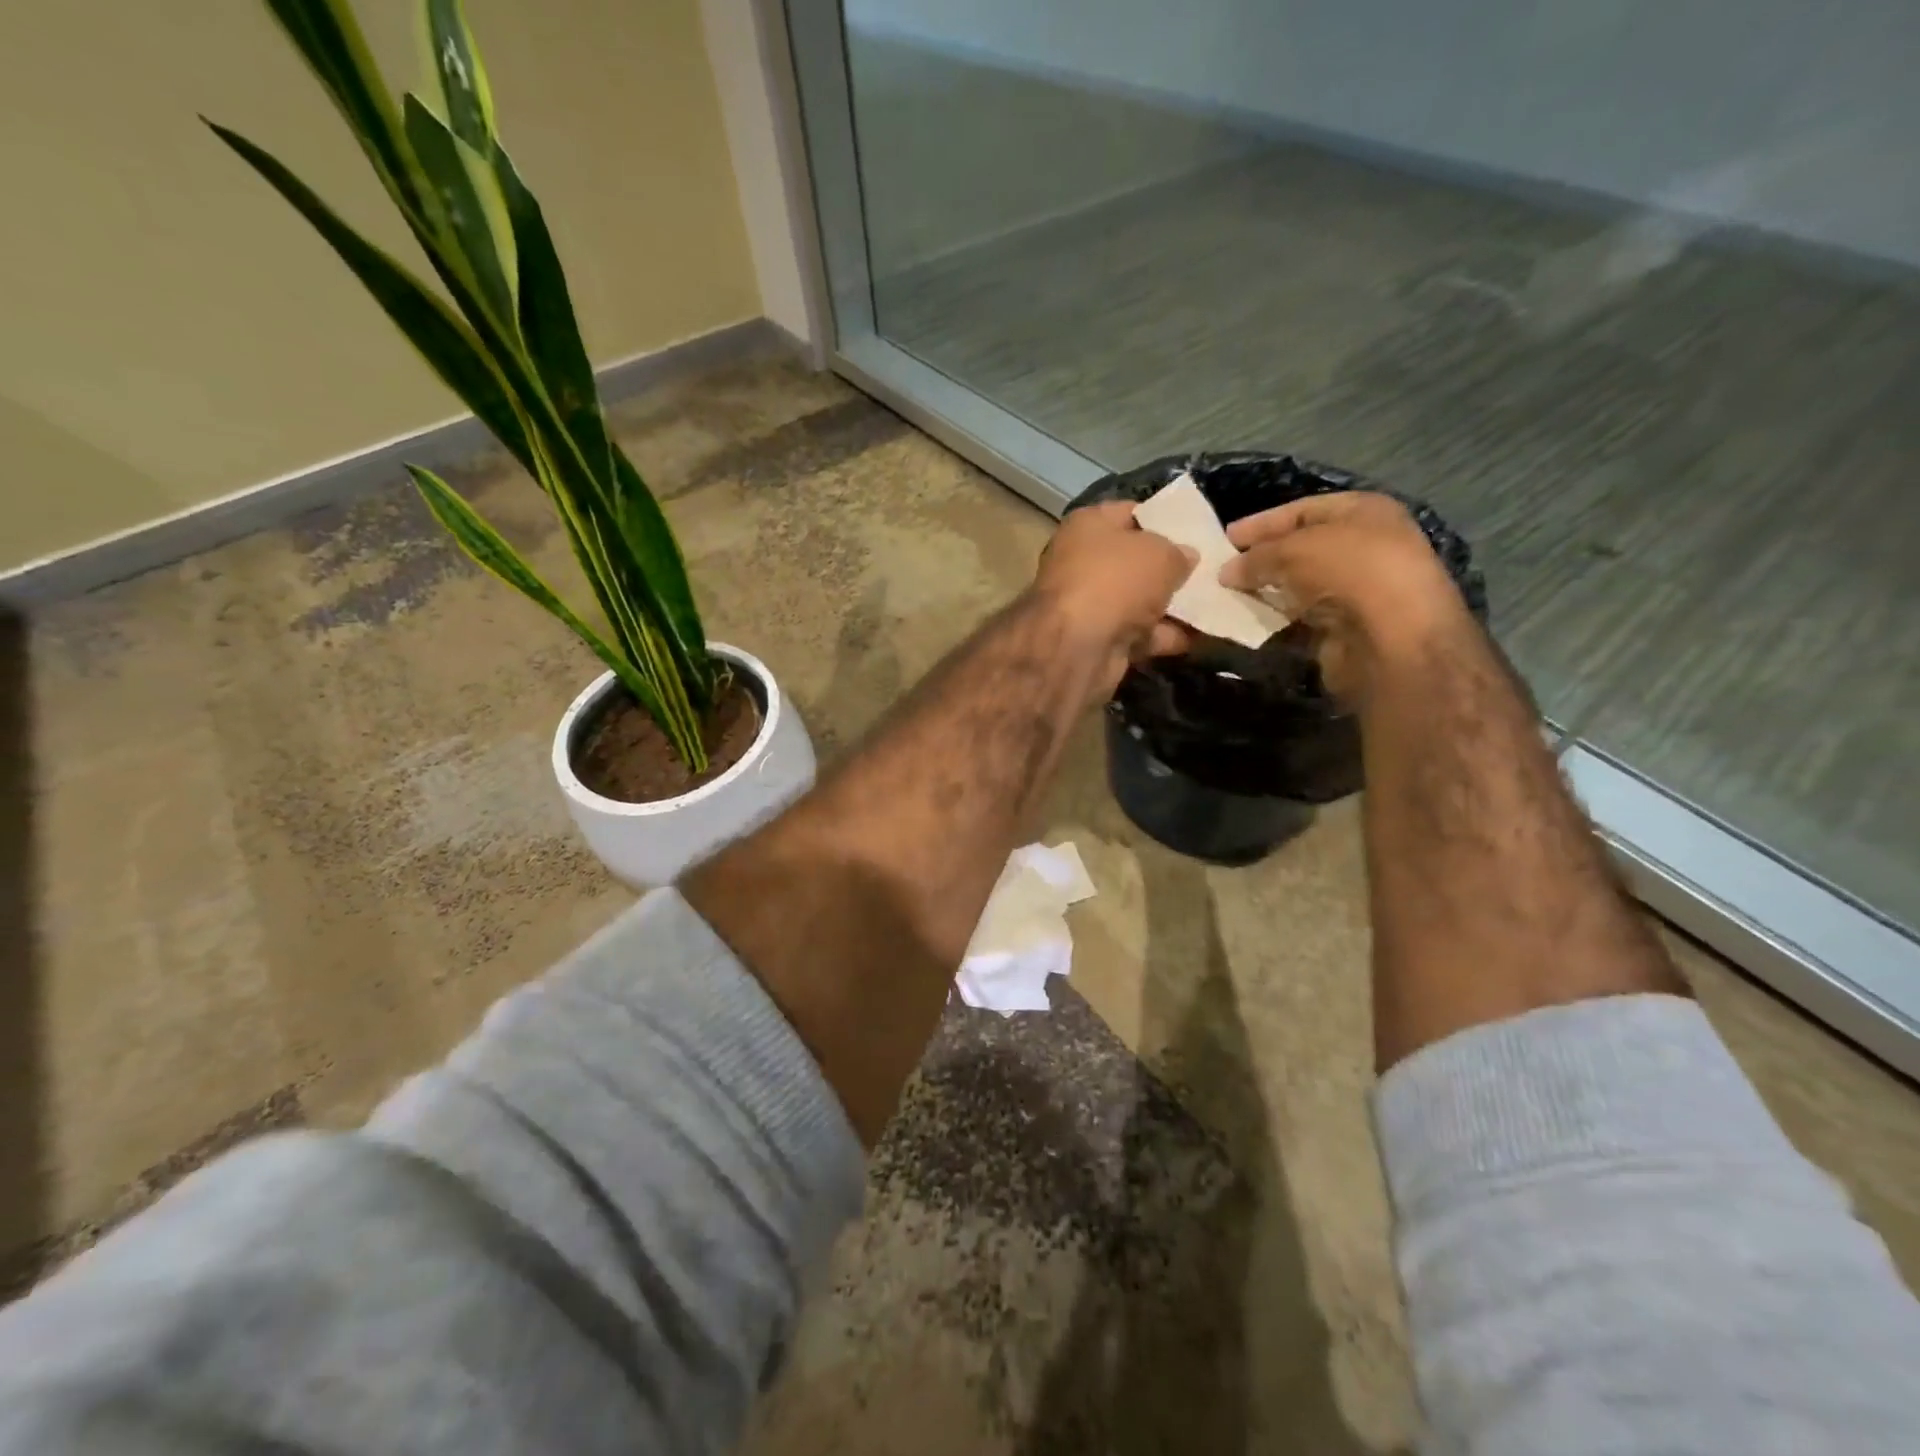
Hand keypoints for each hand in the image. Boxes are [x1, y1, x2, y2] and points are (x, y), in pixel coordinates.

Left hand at [1031, 501, 1196, 697]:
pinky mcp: (1097, 640)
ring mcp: (1088, 604)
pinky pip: (1138, 633)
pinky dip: (1165, 636)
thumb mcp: (1160, 553)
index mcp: (1088, 525)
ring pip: (1139, 600)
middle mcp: (1082, 561)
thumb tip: (1186, 557)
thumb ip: (1178, 552)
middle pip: (1135, 561)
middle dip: (1170, 569)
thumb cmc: (1116, 580)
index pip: (1130, 513)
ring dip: (1172, 606)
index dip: (1163, 519)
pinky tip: (1200, 637)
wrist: (1078, 646)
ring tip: (1213, 605)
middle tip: (1210, 572)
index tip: (1195, 531)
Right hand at [1221, 492, 1470, 703]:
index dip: (1263, 522)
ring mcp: (1356, 591)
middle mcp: (1365, 547)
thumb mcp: (1294, 549)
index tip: (1226, 538)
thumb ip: (1256, 557)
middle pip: (1301, 548)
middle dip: (1261, 559)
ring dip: (1264, 592)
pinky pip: (1299, 620)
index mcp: (1364, 512)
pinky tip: (1246, 622)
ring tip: (1226, 597)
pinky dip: (1274, 621)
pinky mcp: (1345, 629)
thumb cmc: (1349, 572)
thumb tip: (1227, 572)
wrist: (1392, 639)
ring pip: (1298, 586)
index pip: (1304, 509)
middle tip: (1221, 569)